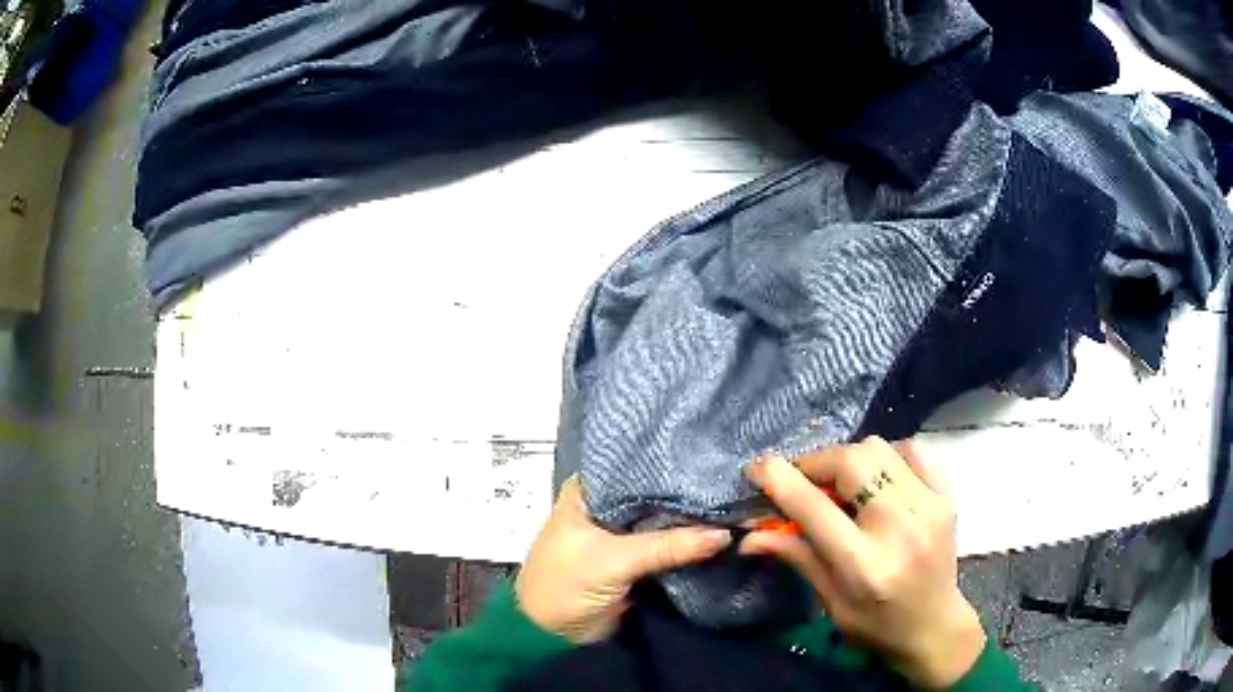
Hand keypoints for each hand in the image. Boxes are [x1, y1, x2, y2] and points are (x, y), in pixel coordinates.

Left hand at [515, 476, 731, 643]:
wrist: (553, 637)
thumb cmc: (567, 586)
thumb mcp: (614, 561)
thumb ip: (668, 546)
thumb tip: (725, 534)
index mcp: (587, 493)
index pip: (635, 469)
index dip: (671, 469)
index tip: (712, 465)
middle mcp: (605, 507)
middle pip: (652, 497)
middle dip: (686, 497)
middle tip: (732, 488)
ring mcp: (620, 535)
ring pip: (661, 522)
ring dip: (690, 523)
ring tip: (735, 507)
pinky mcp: (633, 561)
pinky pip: (665, 548)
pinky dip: (686, 545)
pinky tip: (720, 534)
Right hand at [741, 437, 984, 688]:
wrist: (934, 627)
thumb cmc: (875, 624)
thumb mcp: (829, 601)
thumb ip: (795, 556)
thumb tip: (749, 533)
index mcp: (863, 564)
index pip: (814, 507)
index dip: (779, 480)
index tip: (758, 468)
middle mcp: (899, 527)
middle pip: (852, 461)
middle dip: (816, 462)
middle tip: (804, 480)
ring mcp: (928, 506)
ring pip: (880, 448)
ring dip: (850, 458)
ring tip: (842, 482)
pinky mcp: (946, 496)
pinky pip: (913, 450)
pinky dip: (889, 455)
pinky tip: (880, 478)